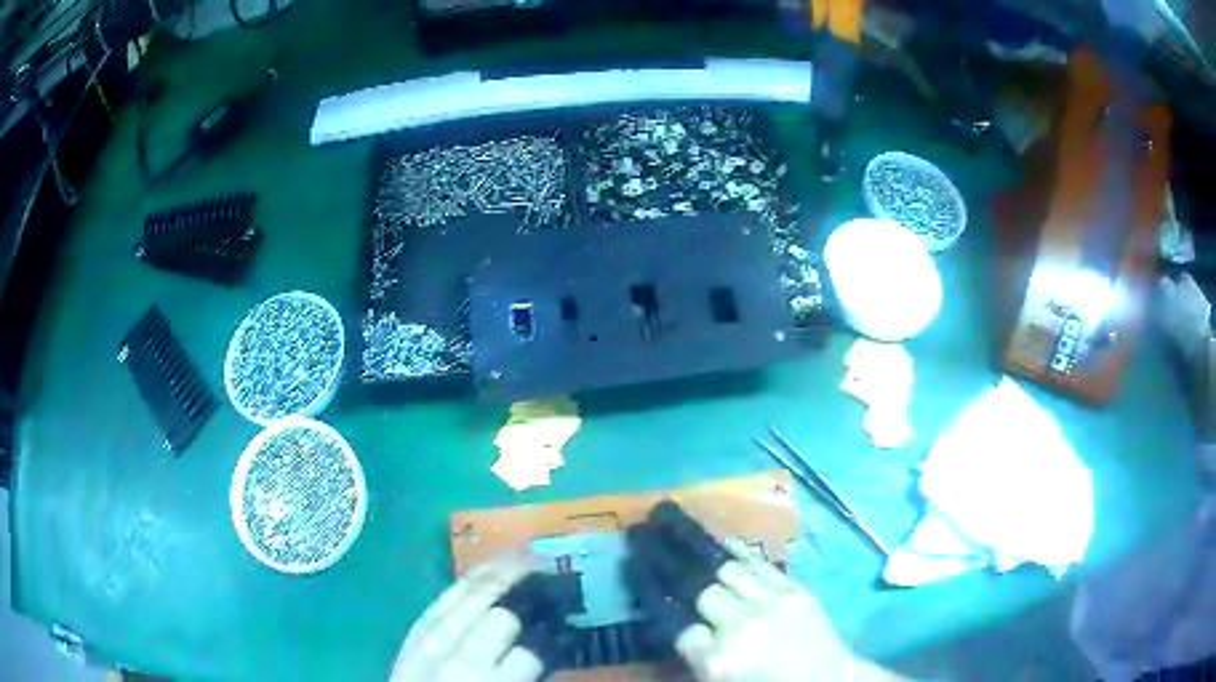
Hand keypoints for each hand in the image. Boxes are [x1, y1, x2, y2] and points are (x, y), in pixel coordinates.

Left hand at [389, 559, 546, 681]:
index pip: (530, 652)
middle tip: (552, 572)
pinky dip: (464, 584)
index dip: (552, 633)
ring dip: (499, 575)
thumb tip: (548, 648)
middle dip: (527, 591)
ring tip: (524, 555)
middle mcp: (459, 662)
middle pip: (499, 616)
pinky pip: (441, 602)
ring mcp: (430, 643)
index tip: (569, 615)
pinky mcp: (412, 635)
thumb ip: (524, 676)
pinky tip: (481, 571)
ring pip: (467, 600)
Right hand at [628, 502, 887, 681]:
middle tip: (642, 530)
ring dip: (696, 544)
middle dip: (666, 557)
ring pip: (726, 568)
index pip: (675, 623)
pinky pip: (759, 566)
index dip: (652, 591)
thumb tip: (675, 624)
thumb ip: (696, 653)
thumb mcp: (721, 679)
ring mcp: (772, 604)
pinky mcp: (795, 591)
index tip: (635, 566)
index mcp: (719, 660)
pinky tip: (717, 539)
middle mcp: (741, 626)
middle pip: (697, 587)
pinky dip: (734, 552)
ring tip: (671, 518)